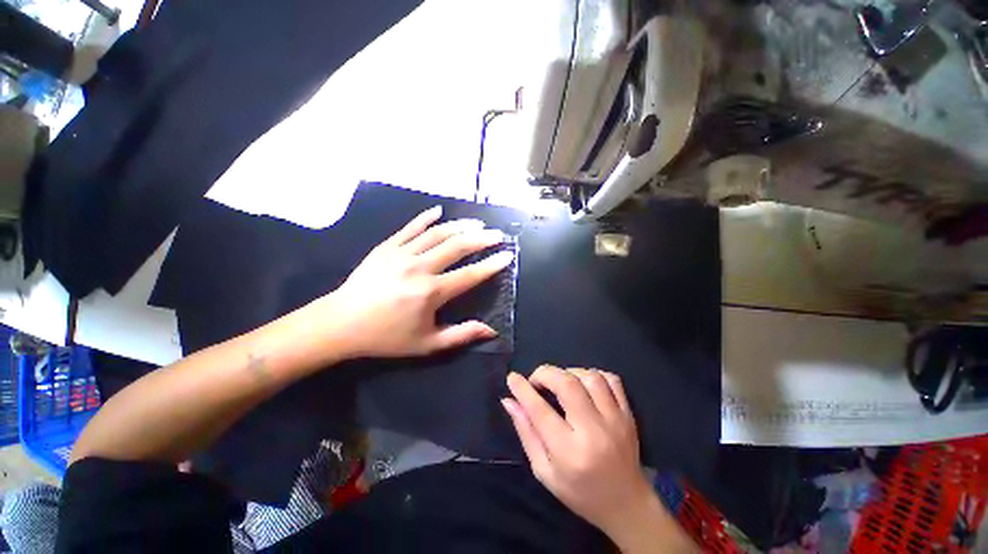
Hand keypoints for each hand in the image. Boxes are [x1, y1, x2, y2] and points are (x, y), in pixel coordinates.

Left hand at [324, 205, 513, 357]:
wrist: (341, 324)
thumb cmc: (386, 337)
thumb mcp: (427, 344)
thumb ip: (461, 335)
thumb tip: (491, 331)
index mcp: (430, 292)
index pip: (469, 275)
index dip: (491, 265)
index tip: (507, 255)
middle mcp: (419, 268)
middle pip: (457, 246)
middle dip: (481, 239)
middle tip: (497, 234)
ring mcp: (401, 253)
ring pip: (437, 233)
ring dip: (460, 226)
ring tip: (477, 223)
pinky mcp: (386, 247)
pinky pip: (410, 227)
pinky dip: (426, 217)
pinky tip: (439, 211)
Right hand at [502, 366, 658, 541]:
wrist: (627, 505)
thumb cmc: (579, 492)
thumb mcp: (544, 471)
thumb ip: (526, 432)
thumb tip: (508, 401)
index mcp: (569, 453)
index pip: (540, 410)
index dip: (523, 389)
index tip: (512, 378)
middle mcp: (594, 432)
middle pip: (567, 384)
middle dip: (545, 374)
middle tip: (536, 381)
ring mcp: (615, 420)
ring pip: (589, 377)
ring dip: (568, 372)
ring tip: (560, 383)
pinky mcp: (628, 414)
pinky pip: (611, 379)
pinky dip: (593, 374)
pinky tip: (583, 384)